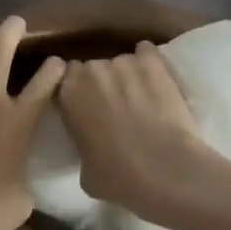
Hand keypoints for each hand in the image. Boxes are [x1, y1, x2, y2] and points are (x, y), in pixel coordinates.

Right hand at [56, 41, 209, 221]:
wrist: (164, 169)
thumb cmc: (118, 176)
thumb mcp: (84, 169)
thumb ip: (83, 143)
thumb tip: (92, 144)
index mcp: (68, 93)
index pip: (66, 77)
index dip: (78, 89)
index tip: (87, 103)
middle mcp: (91, 70)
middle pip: (93, 68)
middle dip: (102, 82)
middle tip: (115, 104)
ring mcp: (123, 61)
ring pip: (121, 62)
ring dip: (128, 76)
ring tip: (142, 97)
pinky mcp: (152, 61)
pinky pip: (146, 52)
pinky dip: (150, 63)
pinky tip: (157, 80)